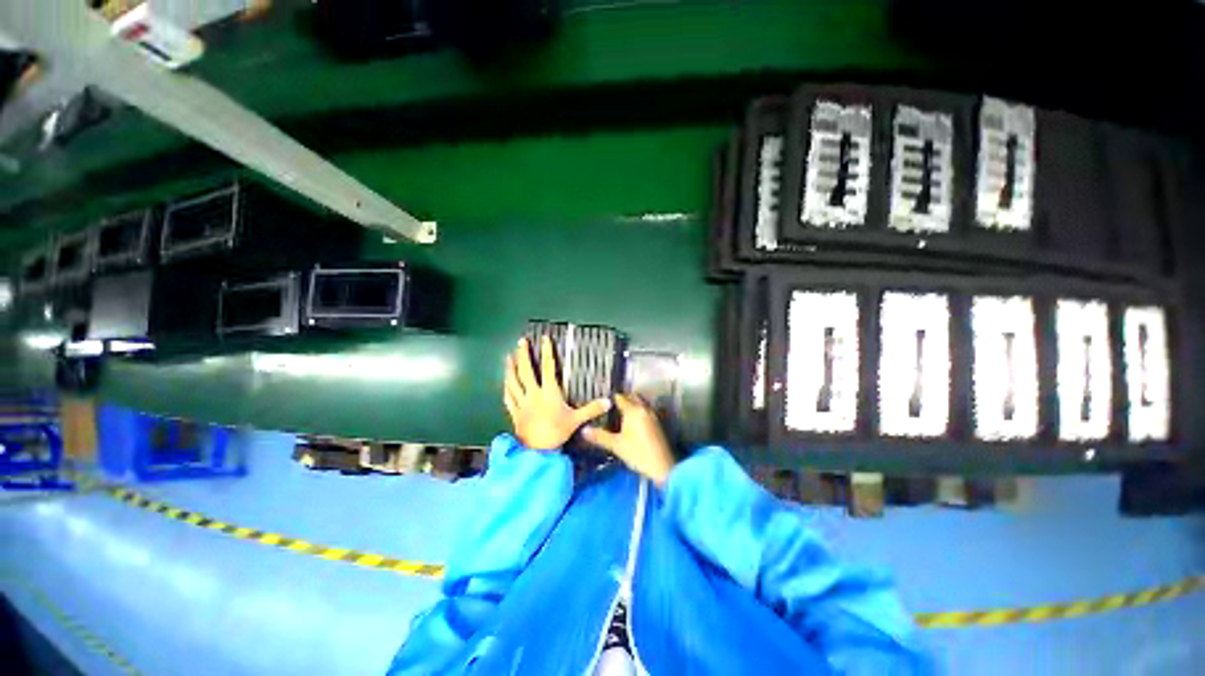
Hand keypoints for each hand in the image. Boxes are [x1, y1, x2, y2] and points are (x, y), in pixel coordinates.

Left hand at [505, 337, 611, 450]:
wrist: (536, 451)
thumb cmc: (557, 432)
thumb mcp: (576, 420)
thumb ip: (591, 409)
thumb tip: (608, 401)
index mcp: (549, 392)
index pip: (548, 368)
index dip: (547, 352)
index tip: (544, 339)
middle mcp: (533, 393)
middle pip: (527, 371)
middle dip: (524, 355)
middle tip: (521, 341)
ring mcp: (522, 402)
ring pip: (514, 382)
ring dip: (511, 368)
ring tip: (508, 357)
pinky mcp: (515, 412)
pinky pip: (509, 397)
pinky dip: (507, 387)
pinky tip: (505, 382)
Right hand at [582, 395, 674, 486]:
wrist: (662, 467)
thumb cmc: (638, 453)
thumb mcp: (616, 445)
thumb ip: (600, 436)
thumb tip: (583, 429)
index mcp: (633, 411)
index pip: (620, 397)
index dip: (611, 396)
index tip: (602, 397)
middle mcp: (644, 409)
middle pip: (632, 397)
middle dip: (623, 397)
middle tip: (611, 402)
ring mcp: (652, 416)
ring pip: (640, 403)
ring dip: (632, 403)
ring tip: (619, 410)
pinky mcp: (657, 424)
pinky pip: (645, 411)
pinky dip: (638, 411)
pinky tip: (631, 421)